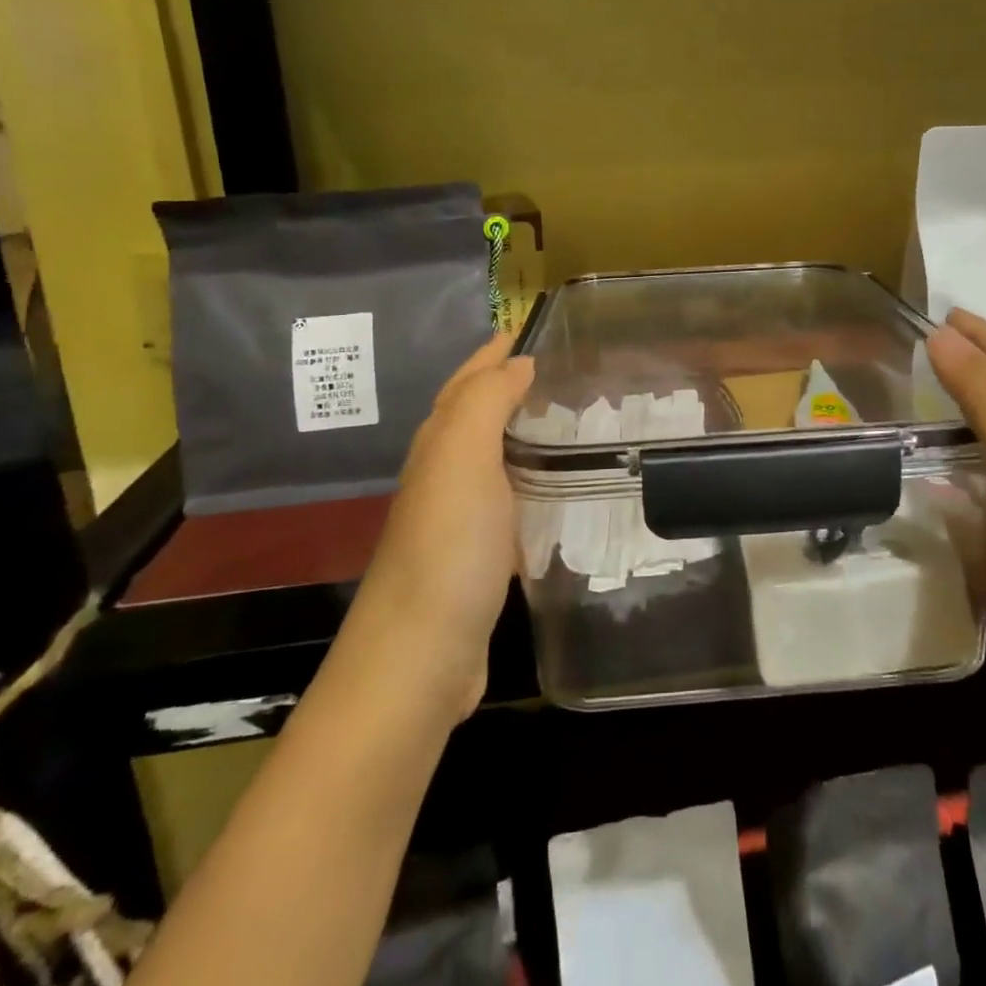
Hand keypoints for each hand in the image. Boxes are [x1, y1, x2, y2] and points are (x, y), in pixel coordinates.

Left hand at [346, 334, 534, 719]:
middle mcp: (444, 474)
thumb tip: (517, 362)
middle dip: (506, 385)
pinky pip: (508, 499)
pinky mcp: (479, 557)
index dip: (494, 354)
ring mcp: (459, 519)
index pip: (467, 382)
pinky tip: (555, 489)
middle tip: (558, 369)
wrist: (419, 657)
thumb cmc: (447, 547)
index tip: (528, 328)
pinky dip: (529, 480)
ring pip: (492, 457)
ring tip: (566, 419)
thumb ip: (486, 402)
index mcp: (439, 444)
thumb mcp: (462, 458)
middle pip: (474, 415)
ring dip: (520, 431)